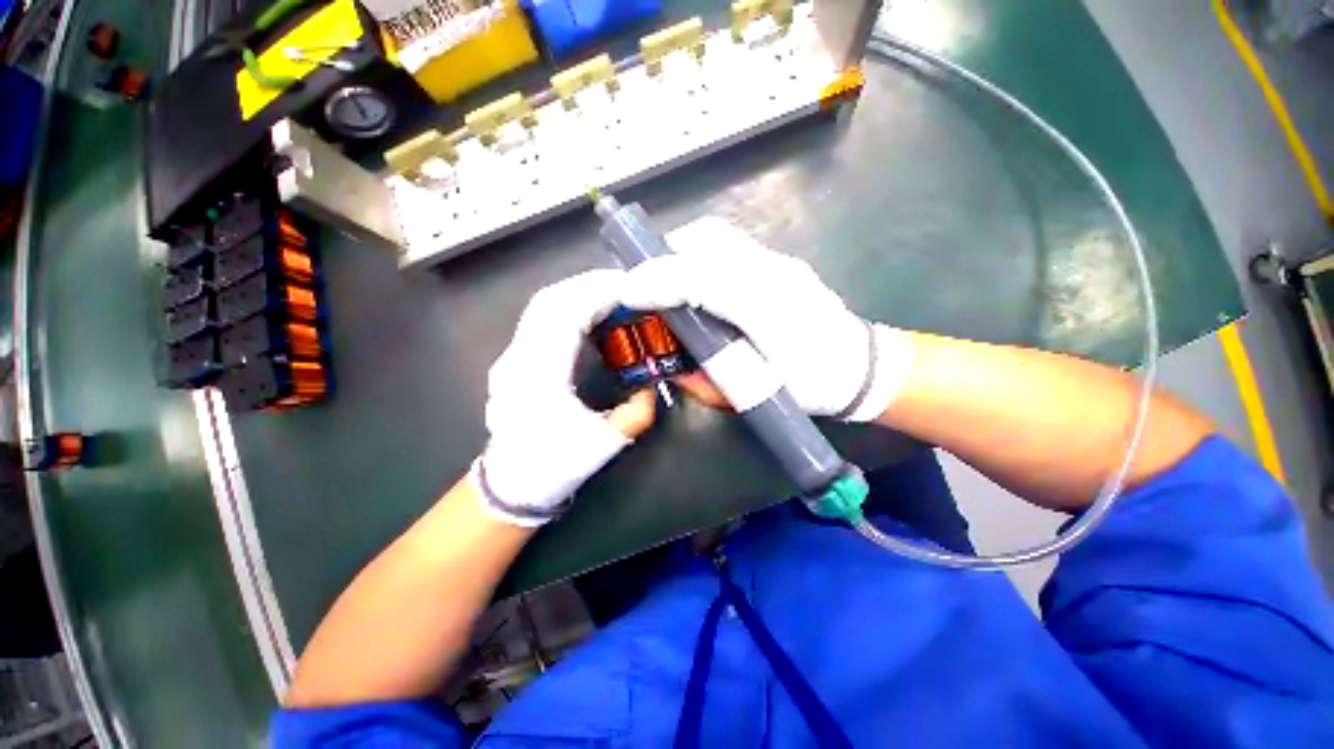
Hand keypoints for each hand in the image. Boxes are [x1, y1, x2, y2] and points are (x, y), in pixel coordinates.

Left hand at [473, 270, 655, 526]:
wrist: (511, 486)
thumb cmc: (554, 466)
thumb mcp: (605, 443)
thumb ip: (637, 412)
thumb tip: (651, 386)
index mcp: (540, 375)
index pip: (565, 315)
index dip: (597, 294)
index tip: (628, 287)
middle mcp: (520, 358)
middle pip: (549, 301)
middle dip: (588, 285)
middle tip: (624, 285)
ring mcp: (512, 358)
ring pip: (541, 307)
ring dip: (576, 293)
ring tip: (610, 294)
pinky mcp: (514, 361)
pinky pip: (539, 321)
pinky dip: (566, 308)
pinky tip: (587, 315)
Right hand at [620, 217, 909, 421]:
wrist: (862, 367)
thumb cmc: (814, 386)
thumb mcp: (758, 397)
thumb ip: (710, 382)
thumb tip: (674, 367)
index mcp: (772, 314)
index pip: (706, 282)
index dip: (661, 281)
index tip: (628, 291)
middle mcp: (775, 275)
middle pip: (709, 242)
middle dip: (665, 256)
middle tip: (645, 284)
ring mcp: (780, 262)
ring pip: (717, 237)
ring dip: (680, 251)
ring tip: (665, 279)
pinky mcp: (780, 261)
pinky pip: (729, 245)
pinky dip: (699, 254)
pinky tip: (694, 279)